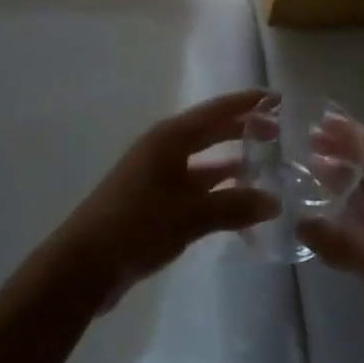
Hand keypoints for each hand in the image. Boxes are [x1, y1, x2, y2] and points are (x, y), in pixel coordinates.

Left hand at [47, 89, 279, 311]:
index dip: (246, 104)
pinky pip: (195, 187)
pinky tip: (239, 206)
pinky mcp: (155, 201)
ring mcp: (158, 175)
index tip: (276, 99)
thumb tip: (274, 201)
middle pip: (210, 132)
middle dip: (242, 130)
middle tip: (278, 132)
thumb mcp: (188, 215)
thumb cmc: (136, 225)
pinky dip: (218, 192)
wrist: (85, 263)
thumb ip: (232, 206)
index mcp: (170, 138)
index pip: (216, 112)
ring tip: (266, 169)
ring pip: (204, 162)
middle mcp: (165, 149)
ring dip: (232, 164)